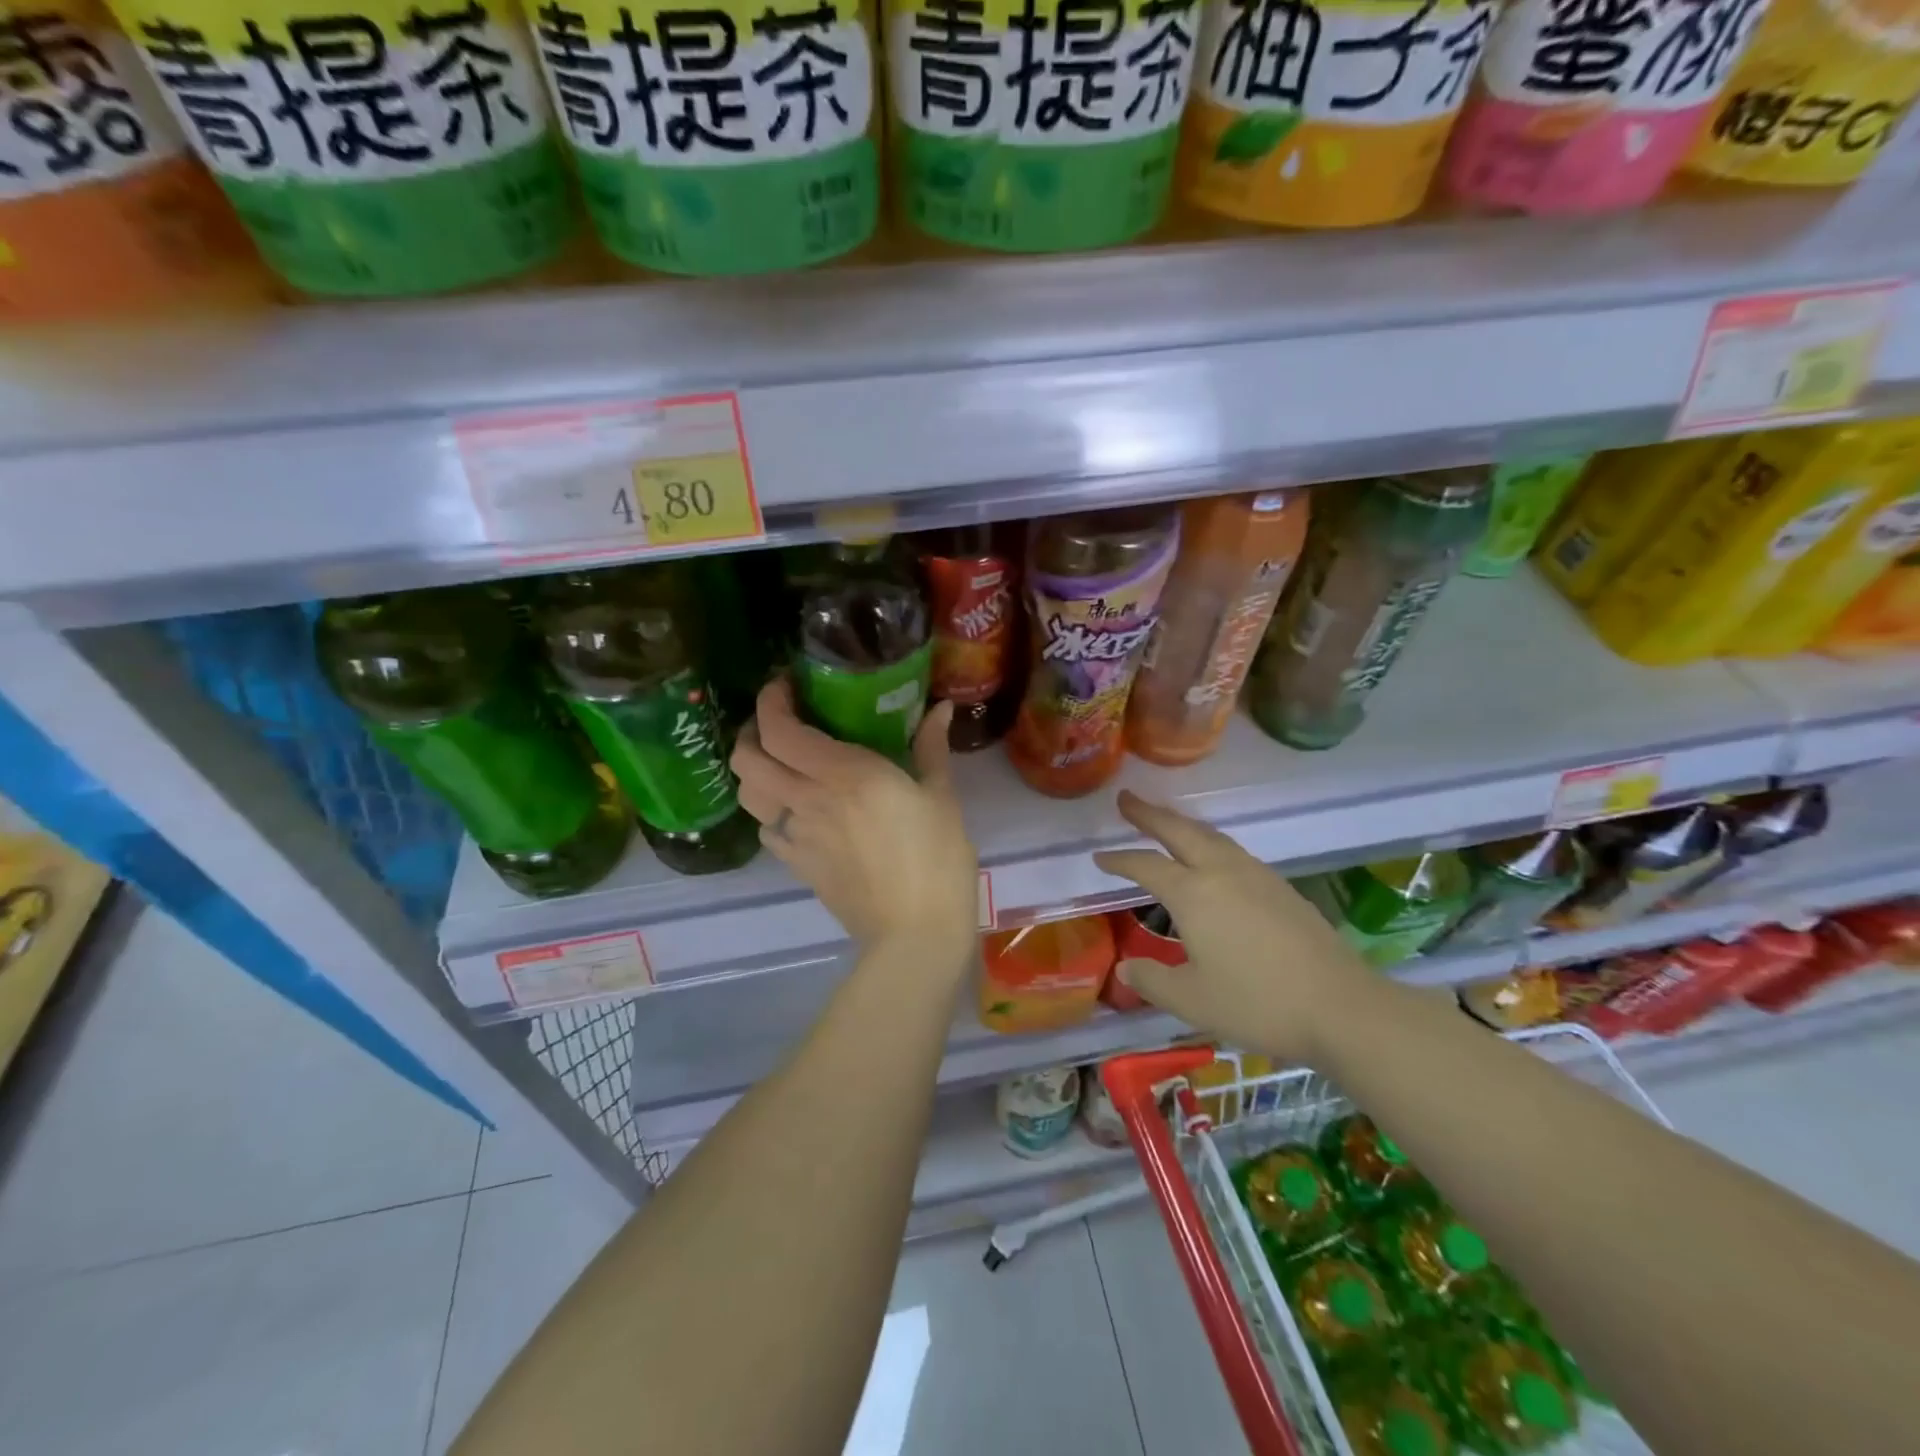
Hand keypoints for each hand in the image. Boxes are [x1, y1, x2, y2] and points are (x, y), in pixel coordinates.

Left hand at [732, 678, 976, 965]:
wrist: (915, 935)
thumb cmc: (937, 860)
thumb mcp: (942, 798)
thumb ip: (932, 748)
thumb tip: (940, 710)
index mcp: (845, 774)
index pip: (780, 729)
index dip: (770, 701)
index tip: (785, 685)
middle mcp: (808, 799)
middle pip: (747, 758)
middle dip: (750, 731)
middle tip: (778, 723)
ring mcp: (796, 835)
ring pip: (747, 793)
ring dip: (754, 770)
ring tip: (779, 762)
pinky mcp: (796, 865)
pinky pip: (766, 827)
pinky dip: (769, 809)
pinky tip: (795, 808)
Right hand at [1093, 791, 1371, 1063]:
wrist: (1341, 1007)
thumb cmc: (1257, 1003)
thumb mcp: (1192, 1000)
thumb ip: (1152, 981)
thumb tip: (1126, 968)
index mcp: (1193, 894)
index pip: (1146, 866)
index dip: (1119, 860)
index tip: (1099, 857)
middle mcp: (1222, 872)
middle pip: (1179, 831)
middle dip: (1149, 814)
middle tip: (1126, 799)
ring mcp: (1256, 875)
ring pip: (1211, 836)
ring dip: (1182, 825)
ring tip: (1166, 822)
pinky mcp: (1281, 887)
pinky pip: (1233, 851)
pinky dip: (1209, 842)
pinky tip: (1213, 859)